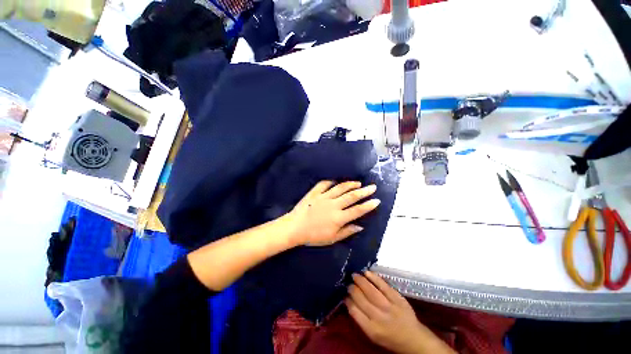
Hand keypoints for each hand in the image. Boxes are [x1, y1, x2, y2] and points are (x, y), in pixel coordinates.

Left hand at [285, 181, 379, 245]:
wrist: (294, 228)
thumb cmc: (313, 236)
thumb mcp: (332, 238)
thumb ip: (347, 231)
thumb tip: (360, 226)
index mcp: (339, 217)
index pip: (358, 210)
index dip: (368, 205)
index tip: (376, 200)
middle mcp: (334, 204)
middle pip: (352, 196)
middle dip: (364, 191)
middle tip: (373, 186)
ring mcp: (324, 197)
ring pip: (340, 188)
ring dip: (350, 184)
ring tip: (358, 182)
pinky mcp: (315, 193)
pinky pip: (324, 184)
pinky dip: (330, 182)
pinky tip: (335, 181)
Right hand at [346, 271, 455, 353]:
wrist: (413, 338)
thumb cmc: (390, 337)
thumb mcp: (373, 334)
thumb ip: (360, 318)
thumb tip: (349, 300)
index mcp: (371, 329)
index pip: (355, 311)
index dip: (348, 300)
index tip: (345, 294)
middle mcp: (379, 318)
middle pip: (361, 299)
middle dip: (353, 289)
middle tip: (348, 283)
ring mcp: (389, 307)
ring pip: (371, 291)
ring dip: (361, 281)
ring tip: (355, 275)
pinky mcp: (397, 298)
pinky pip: (383, 285)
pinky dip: (374, 278)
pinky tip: (367, 273)